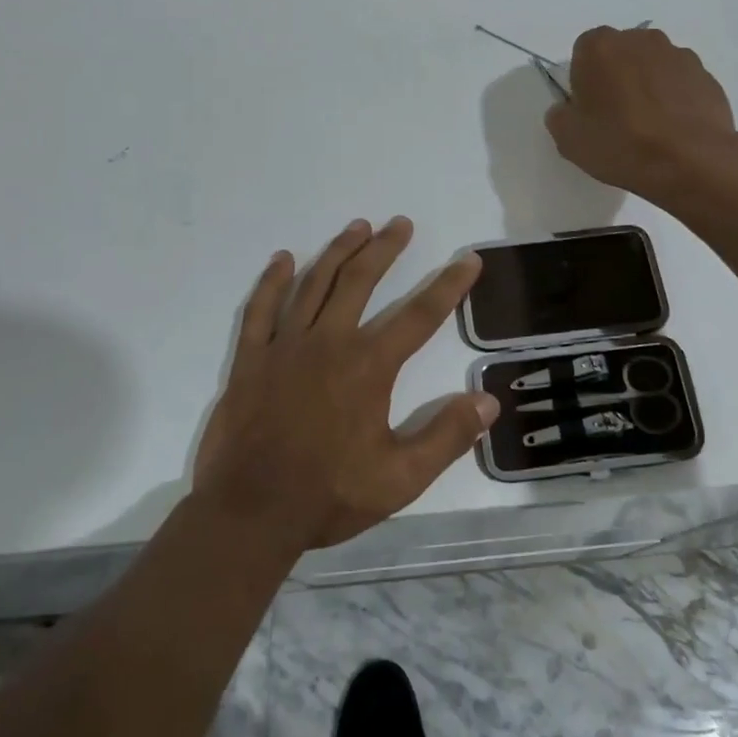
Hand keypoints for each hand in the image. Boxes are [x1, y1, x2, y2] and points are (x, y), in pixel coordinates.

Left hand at [193, 217, 496, 551]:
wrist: (250, 512)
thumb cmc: (328, 495)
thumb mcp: (400, 479)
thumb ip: (446, 437)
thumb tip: (487, 401)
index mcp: (369, 366)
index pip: (420, 315)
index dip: (449, 285)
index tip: (468, 259)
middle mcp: (329, 341)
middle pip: (361, 280)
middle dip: (385, 248)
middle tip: (400, 223)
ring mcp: (285, 345)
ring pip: (315, 283)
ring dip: (338, 251)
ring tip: (357, 226)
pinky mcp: (251, 358)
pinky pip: (261, 308)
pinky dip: (272, 281)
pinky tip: (282, 259)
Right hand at [545, 25, 737, 199]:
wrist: (690, 161)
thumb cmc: (620, 143)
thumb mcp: (568, 139)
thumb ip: (560, 116)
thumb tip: (567, 110)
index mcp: (600, 46)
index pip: (583, 52)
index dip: (583, 80)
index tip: (589, 109)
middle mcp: (641, 39)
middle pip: (620, 54)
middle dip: (616, 77)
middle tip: (616, 117)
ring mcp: (679, 55)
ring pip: (653, 67)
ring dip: (648, 87)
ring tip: (649, 127)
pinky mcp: (706, 76)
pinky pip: (681, 84)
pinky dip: (675, 99)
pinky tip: (673, 130)